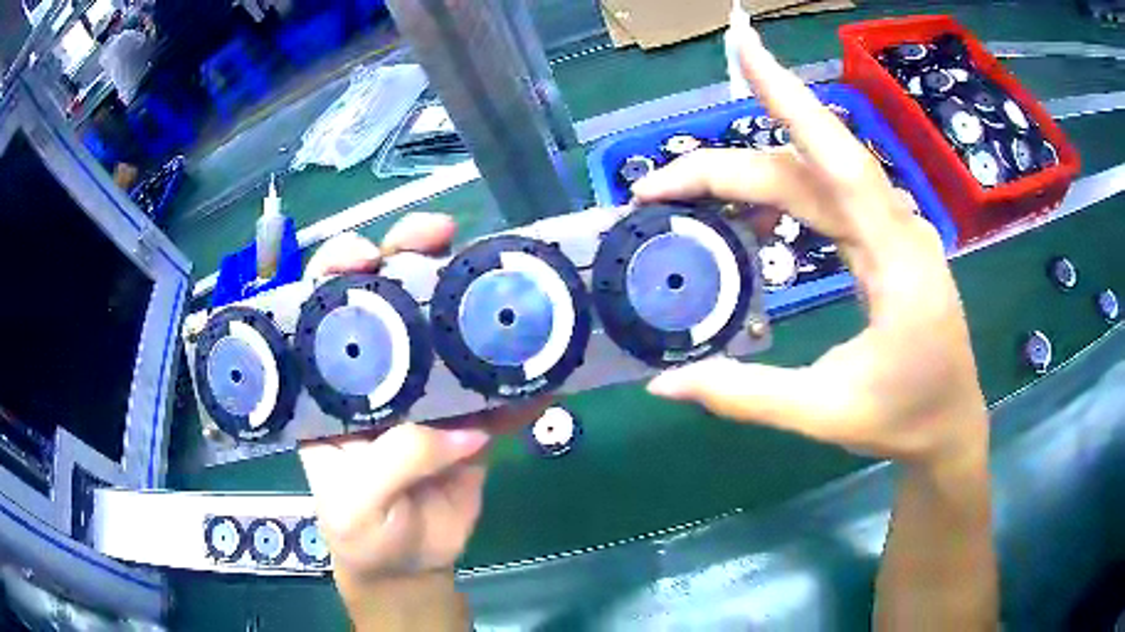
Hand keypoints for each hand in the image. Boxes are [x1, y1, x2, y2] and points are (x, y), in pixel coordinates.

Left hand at [299, 215, 548, 620]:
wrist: (411, 566)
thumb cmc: (362, 535)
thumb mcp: (357, 504)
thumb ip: (396, 462)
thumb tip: (463, 429)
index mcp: (331, 385)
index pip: (325, 311)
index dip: (338, 272)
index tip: (366, 255)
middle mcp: (378, 372)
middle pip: (389, 298)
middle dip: (410, 255)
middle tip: (442, 233)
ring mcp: (429, 390)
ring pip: (447, 329)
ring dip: (474, 298)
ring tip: (504, 276)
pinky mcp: (472, 416)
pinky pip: (499, 389)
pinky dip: (523, 376)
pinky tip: (546, 359)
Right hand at [634, 28, 986, 467]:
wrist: (950, 427)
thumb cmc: (904, 420)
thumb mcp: (825, 413)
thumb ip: (745, 395)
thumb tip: (664, 384)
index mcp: (896, 256)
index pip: (836, 156)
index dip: (787, 95)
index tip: (741, 45)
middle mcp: (895, 225)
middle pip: (806, 168)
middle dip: (726, 169)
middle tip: (654, 190)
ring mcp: (892, 231)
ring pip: (813, 180)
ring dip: (749, 180)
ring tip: (686, 198)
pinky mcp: (885, 243)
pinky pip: (827, 202)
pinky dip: (780, 199)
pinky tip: (748, 217)